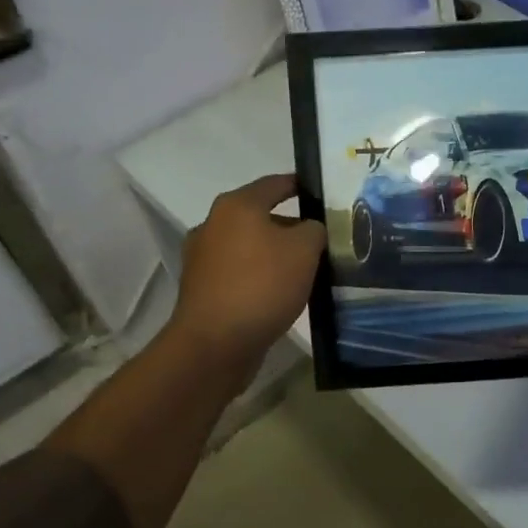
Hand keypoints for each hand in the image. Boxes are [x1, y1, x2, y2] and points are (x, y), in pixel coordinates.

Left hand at [171, 174, 324, 375]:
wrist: (215, 343)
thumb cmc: (262, 285)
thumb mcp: (305, 250)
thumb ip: (315, 229)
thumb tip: (310, 229)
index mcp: (237, 206)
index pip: (276, 183)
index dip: (301, 185)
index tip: (324, 193)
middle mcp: (214, 224)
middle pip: (261, 216)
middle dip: (292, 226)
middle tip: (323, 239)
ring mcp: (203, 257)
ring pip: (251, 246)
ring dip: (276, 253)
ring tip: (306, 269)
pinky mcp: (203, 288)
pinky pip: (240, 271)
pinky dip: (260, 275)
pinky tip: (282, 292)